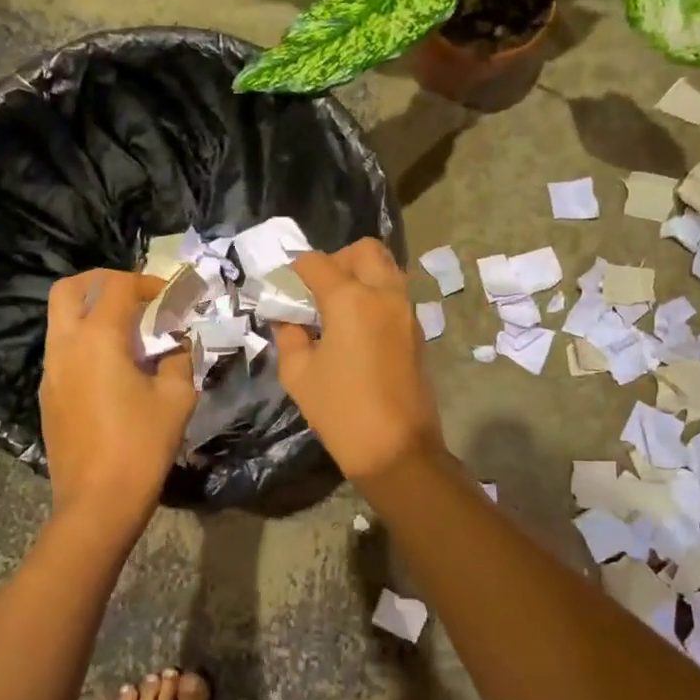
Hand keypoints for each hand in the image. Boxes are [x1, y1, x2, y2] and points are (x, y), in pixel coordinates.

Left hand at [40, 270, 197, 530]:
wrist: (98, 503)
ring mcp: (50, 371)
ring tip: (128, 332)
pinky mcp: (48, 395)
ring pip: (60, 319)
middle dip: (102, 282)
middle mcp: (65, 346)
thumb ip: (179, 360)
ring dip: (91, 312)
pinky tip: (113, 367)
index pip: (116, 286)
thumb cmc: (141, 447)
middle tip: (133, 296)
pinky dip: (84, 341)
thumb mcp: (176, 399)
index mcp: (97, 339)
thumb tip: (178, 344)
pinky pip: (62, 350)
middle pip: (69, 289)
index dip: (146, 283)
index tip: (169, 297)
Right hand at [274, 240, 443, 481]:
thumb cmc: (341, 411)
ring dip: (360, 275)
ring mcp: (406, 312)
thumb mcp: (299, 374)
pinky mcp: (416, 331)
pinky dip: (375, 296)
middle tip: (317, 289)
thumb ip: (289, 336)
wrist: (397, 449)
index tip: (283, 286)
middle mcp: (384, 295)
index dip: (295, 269)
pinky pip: (395, 295)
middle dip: (337, 260)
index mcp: (351, 300)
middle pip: (364, 250)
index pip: (318, 263)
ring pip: (386, 269)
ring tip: (336, 307)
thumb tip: (288, 319)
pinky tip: (355, 327)